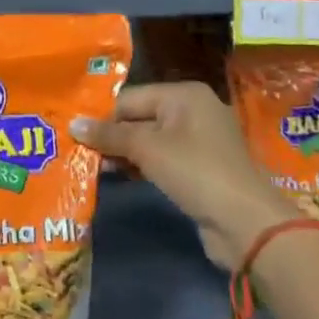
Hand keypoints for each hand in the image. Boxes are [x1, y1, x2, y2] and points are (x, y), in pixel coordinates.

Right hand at [74, 82, 296, 269]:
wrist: (246, 224)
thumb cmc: (195, 171)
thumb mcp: (146, 148)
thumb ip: (109, 135)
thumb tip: (72, 123)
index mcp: (184, 94)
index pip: (129, 98)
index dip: (101, 116)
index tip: (72, 132)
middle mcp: (193, 110)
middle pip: (139, 117)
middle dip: (110, 135)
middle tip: (76, 150)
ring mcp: (199, 141)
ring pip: (148, 140)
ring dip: (122, 153)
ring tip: (91, 165)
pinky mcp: (200, 168)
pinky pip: (161, 159)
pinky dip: (140, 165)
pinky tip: (117, 175)